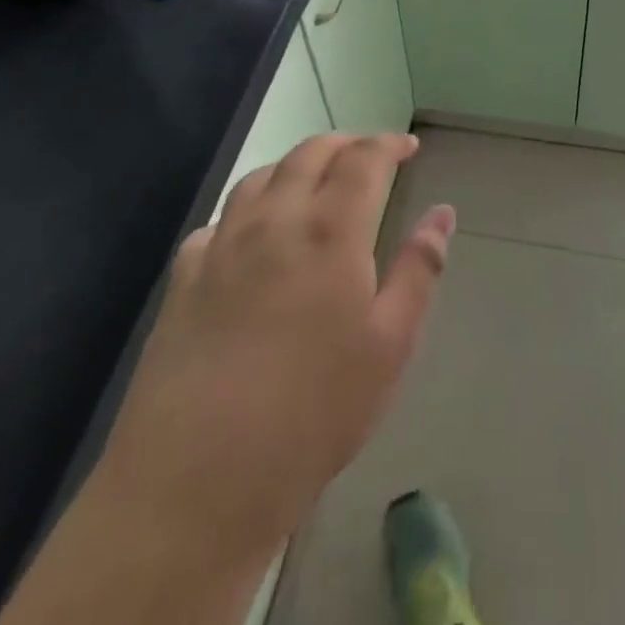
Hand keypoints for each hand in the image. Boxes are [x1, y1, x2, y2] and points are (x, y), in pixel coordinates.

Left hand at [105, 133, 453, 563]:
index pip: (363, 160)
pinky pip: (219, 220)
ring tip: (313, 180)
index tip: (408, 147)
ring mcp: (221, 246)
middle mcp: (273, 220)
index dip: (388, 145)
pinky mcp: (183, 278)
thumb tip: (442, 214)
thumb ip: (419, 270)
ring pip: (259, 176)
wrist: (197, 480)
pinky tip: (252, 234)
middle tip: (367, 155)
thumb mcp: (390, 346)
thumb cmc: (313, 415)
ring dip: (294, 164)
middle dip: (343, 143)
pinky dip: (246, 208)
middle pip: (309, 154)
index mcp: (330, 230)